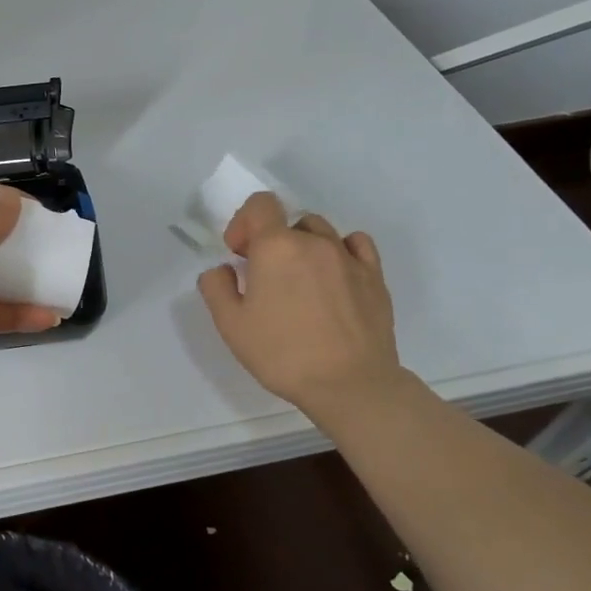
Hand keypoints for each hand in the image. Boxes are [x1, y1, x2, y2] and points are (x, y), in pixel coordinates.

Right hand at [197, 193, 403, 421]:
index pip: (260, 204)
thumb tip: (223, 270)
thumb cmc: (283, 353)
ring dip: (304, 246)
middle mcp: (314, 241)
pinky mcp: (375, 277)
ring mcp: (349, 257)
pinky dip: (341, 250)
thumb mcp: (230, 325)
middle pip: (288, 221)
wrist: (350, 385)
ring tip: (300, 280)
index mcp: (276, 246)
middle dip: (271, 241)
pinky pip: (356, 244)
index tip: (240, 254)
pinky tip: (334, 275)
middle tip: (265, 276)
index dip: (244, 223)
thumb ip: (216, 287)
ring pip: (320, 232)